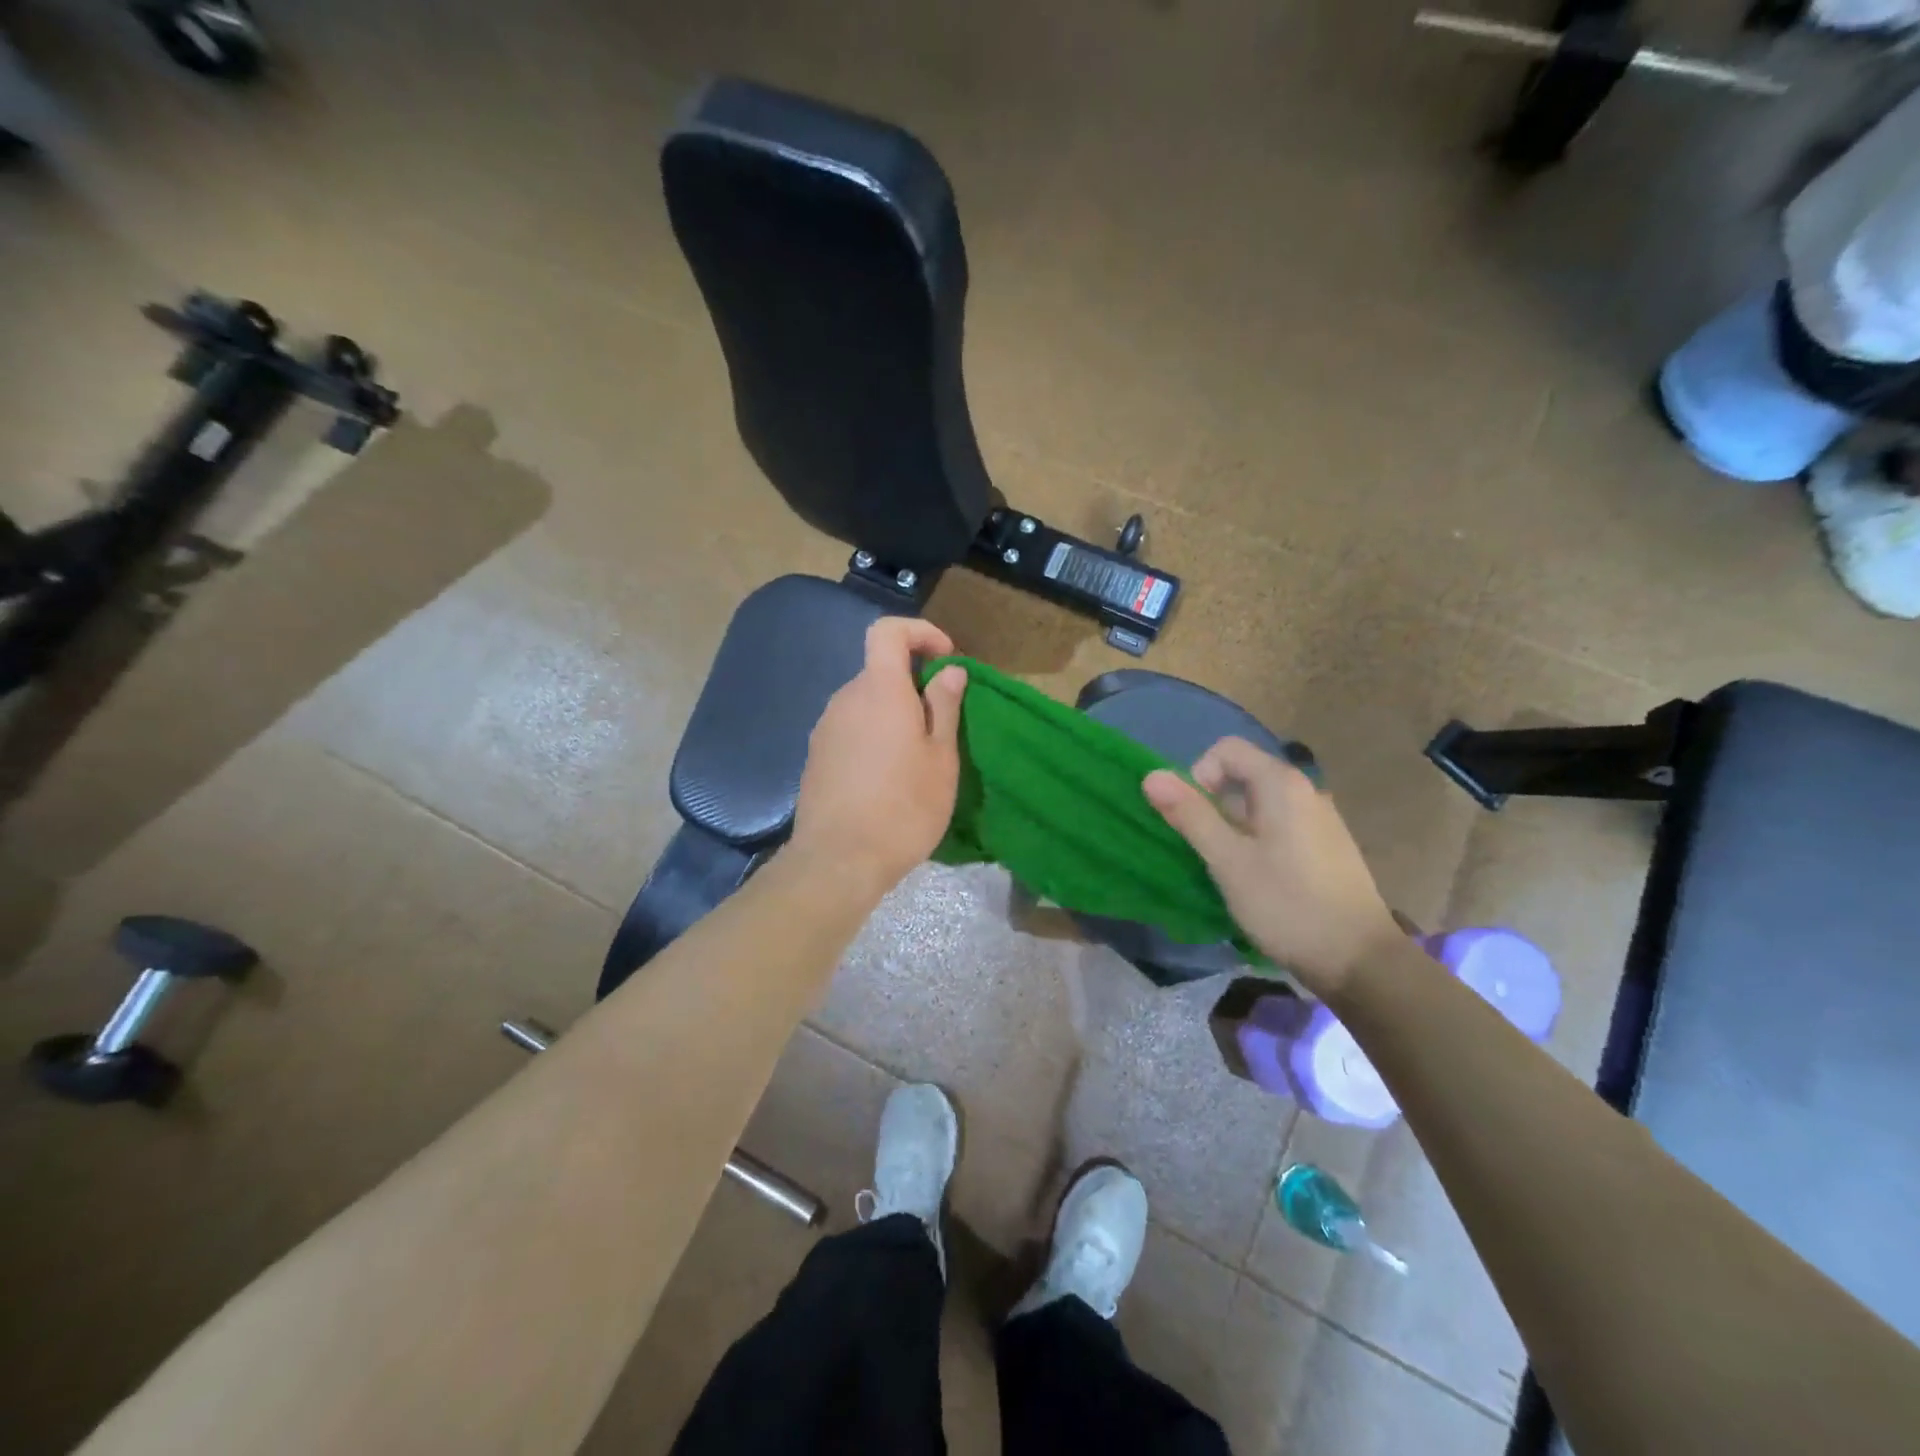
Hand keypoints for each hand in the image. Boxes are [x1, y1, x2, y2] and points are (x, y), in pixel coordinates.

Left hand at [789, 617, 967, 902]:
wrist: (838, 860)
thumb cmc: (903, 806)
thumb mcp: (940, 757)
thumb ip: (944, 706)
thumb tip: (949, 670)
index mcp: (879, 690)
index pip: (888, 631)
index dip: (919, 632)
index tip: (946, 658)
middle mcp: (846, 699)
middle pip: (879, 671)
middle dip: (913, 684)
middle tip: (942, 722)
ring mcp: (825, 728)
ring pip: (866, 704)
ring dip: (894, 715)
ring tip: (918, 758)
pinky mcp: (816, 756)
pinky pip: (851, 729)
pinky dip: (874, 736)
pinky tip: (888, 778)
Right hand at [1143, 738, 1399, 997]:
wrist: (1359, 960)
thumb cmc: (1286, 904)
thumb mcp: (1227, 860)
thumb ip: (1190, 814)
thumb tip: (1151, 775)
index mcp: (1282, 784)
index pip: (1226, 749)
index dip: (1198, 774)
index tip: (1194, 817)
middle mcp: (1305, 790)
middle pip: (1243, 775)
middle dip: (1213, 805)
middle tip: (1207, 850)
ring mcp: (1320, 819)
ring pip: (1260, 805)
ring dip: (1234, 827)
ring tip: (1230, 869)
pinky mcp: (1327, 847)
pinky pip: (1280, 826)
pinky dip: (1258, 841)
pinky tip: (1260, 881)